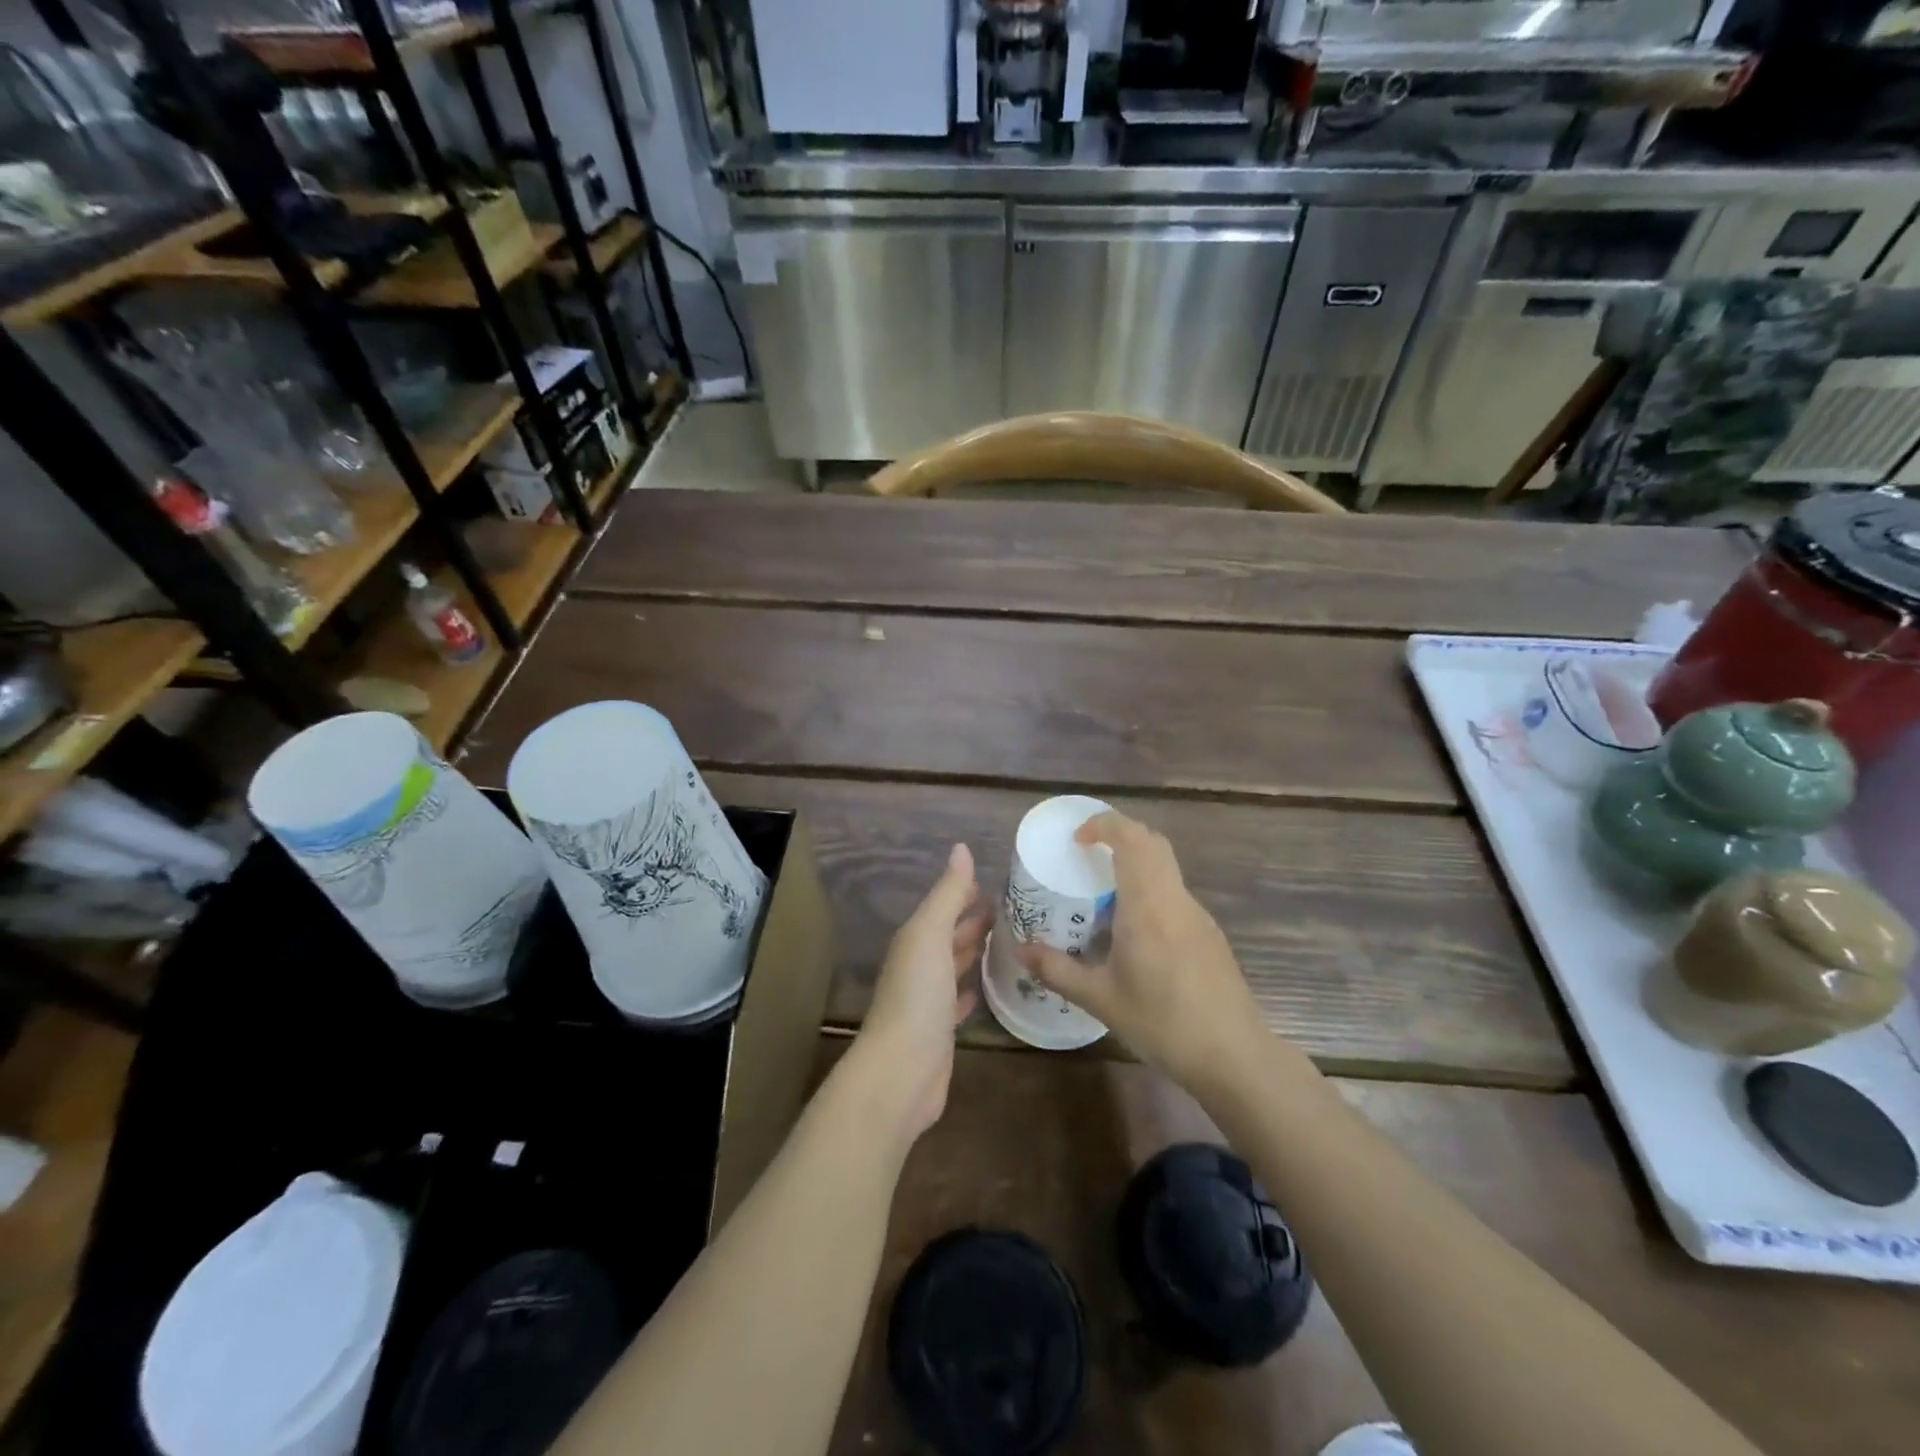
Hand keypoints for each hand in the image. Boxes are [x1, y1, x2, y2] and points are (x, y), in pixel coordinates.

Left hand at [855, 844, 988, 1138]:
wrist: (901, 1071)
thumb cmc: (917, 995)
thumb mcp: (931, 934)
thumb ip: (948, 894)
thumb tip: (961, 848)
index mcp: (915, 939)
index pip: (944, 907)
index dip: (966, 892)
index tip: (1000, 882)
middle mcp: (919, 965)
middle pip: (949, 935)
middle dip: (974, 920)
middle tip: (1015, 909)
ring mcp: (928, 999)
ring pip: (954, 965)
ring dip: (974, 951)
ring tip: (1010, 940)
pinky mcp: (940, 1030)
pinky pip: (957, 1001)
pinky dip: (970, 989)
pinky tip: (985, 987)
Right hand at [1018, 811, 1264, 1092]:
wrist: (1233, 1055)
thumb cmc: (1162, 1021)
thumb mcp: (1100, 998)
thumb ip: (1057, 970)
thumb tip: (1020, 951)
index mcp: (1148, 903)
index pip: (1131, 837)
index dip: (1104, 824)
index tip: (1077, 838)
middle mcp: (1175, 898)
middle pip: (1153, 842)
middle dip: (1120, 835)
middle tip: (1088, 854)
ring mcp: (1198, 915)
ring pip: (1167, 867)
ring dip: (1137, 862)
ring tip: (1104, 891)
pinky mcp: (1209, 934)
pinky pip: (1175, 894)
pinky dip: (1151, 889)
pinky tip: (1134, 930)